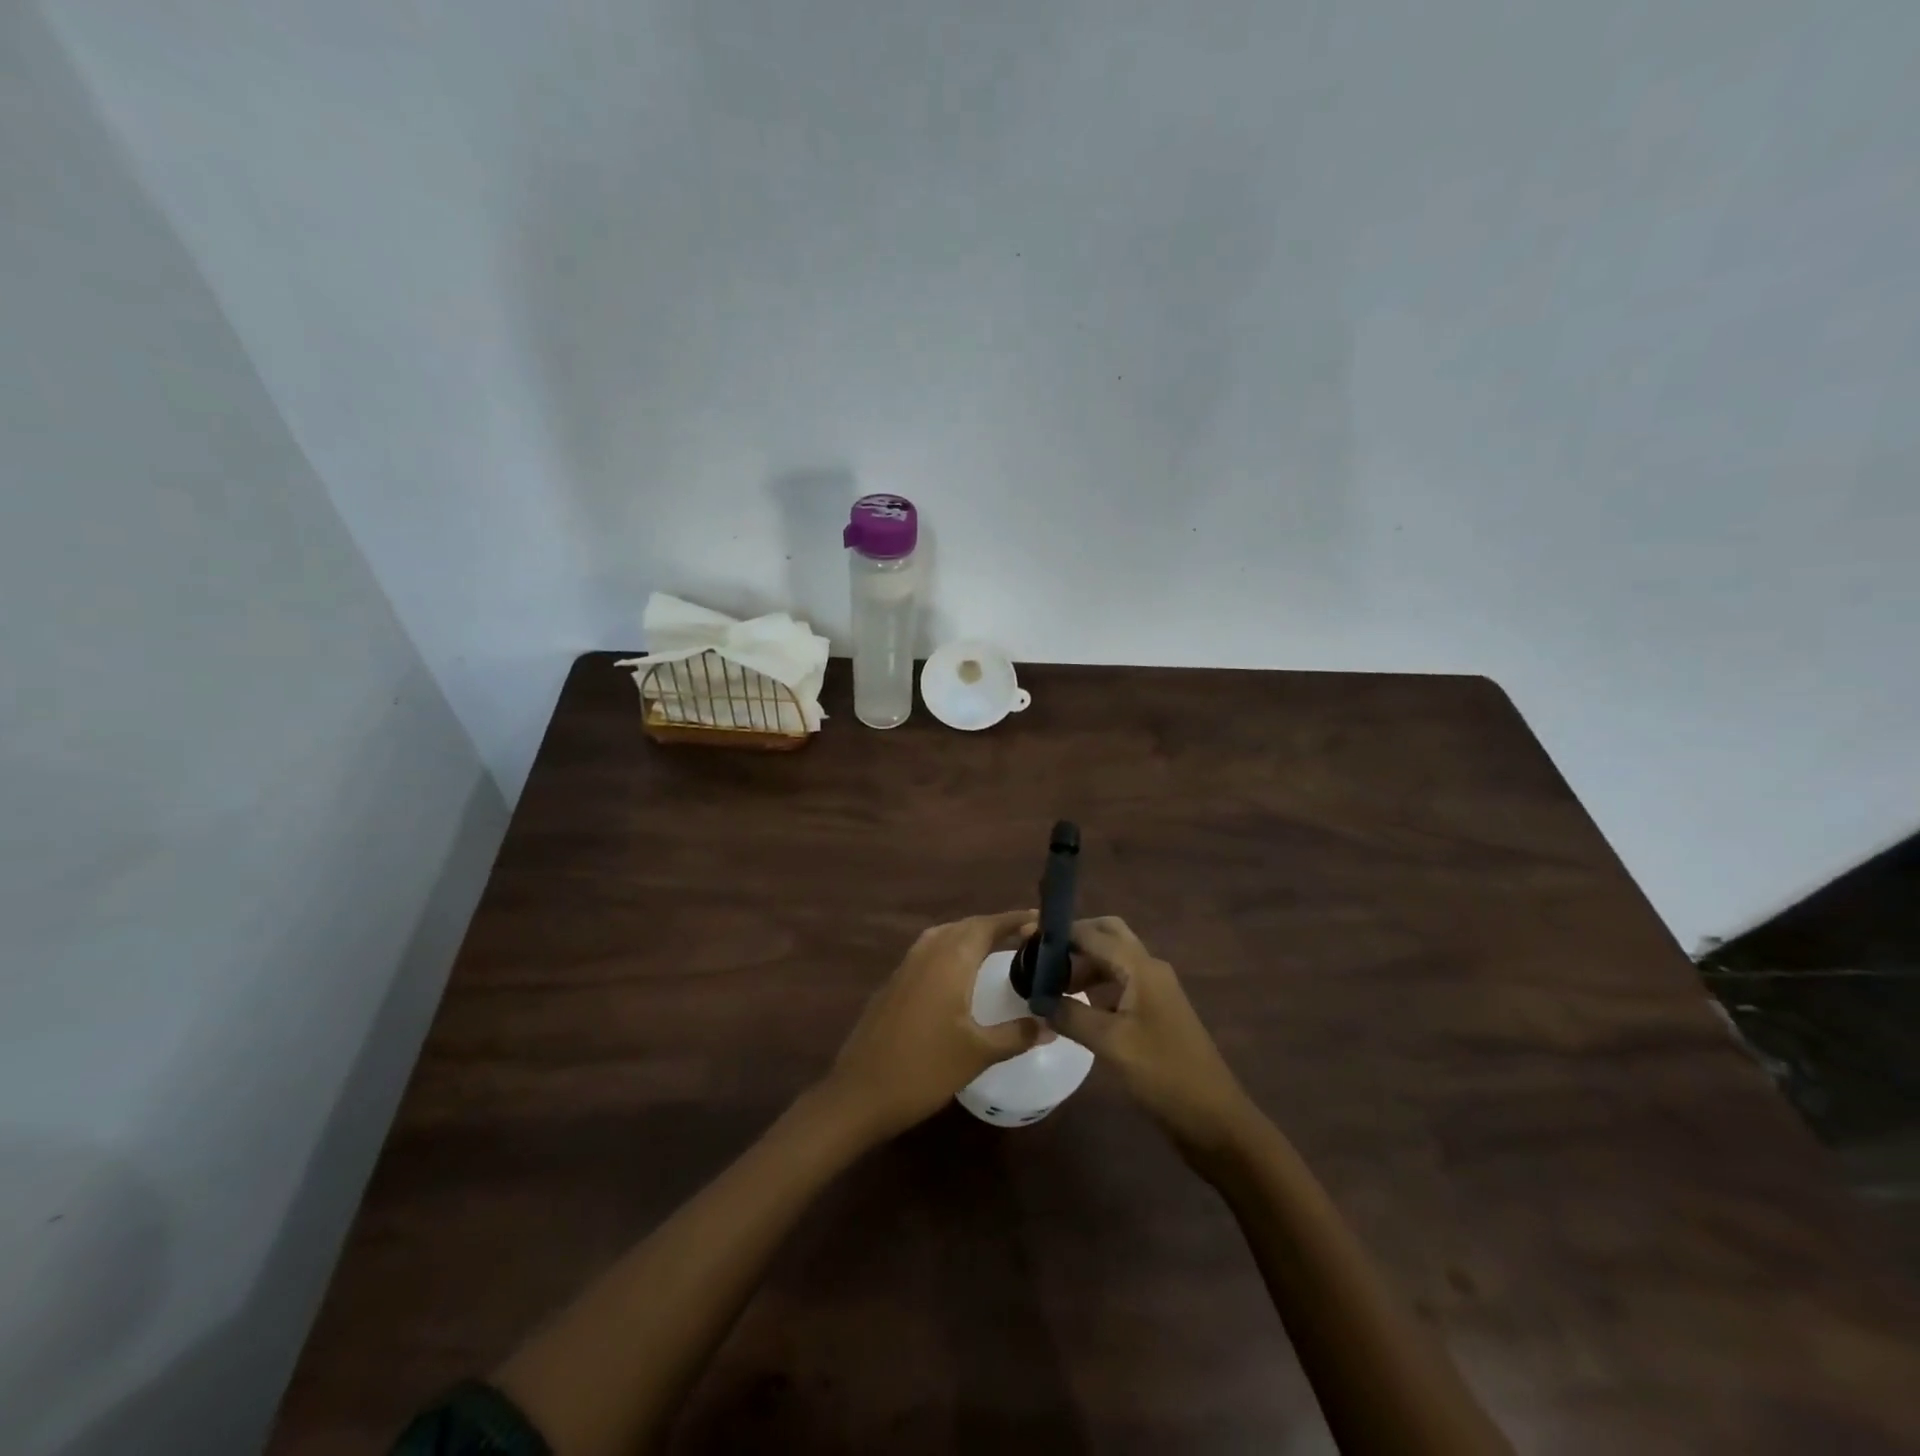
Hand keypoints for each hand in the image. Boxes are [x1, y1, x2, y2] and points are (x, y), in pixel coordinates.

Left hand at [824, 910, 1041, 1141]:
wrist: (860, 1093)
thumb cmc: (924, 1069)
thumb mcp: (978, 1054)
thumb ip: (1017, 1035)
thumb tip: (1051, 1024)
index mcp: (950, 961)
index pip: (987, 926)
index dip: (1013, 919)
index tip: (1040, 920)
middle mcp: (927, 953)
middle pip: (965, 926)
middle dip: (995, 926)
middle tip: (1026, 937)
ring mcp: (905, 967)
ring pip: (944, 936)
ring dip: (971, 936)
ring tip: (997, 950)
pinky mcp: (893, 984)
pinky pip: (929, 952)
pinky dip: (951, 951)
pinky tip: (960, 976)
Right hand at [1050, 917, 1251, 1155]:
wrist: (1215, 1119)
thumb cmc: (1164, 1074)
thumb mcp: (1110, 1044)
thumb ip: (1071, 1016)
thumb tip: (1037, 1000)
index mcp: (1141, 968)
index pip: (1093, 934)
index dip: (1059, 934)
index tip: (1025, 940)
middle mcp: (1149, 969)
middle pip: (1108, 936)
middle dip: (1074, 941)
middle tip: (1041, 958)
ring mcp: (1154, 991)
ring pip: (1112, 961)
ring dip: (1082, 965)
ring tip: (1048, 986)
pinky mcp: (1154, 1013)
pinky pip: (1118, 985)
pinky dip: (1094, 987)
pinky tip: (1073, 1007)